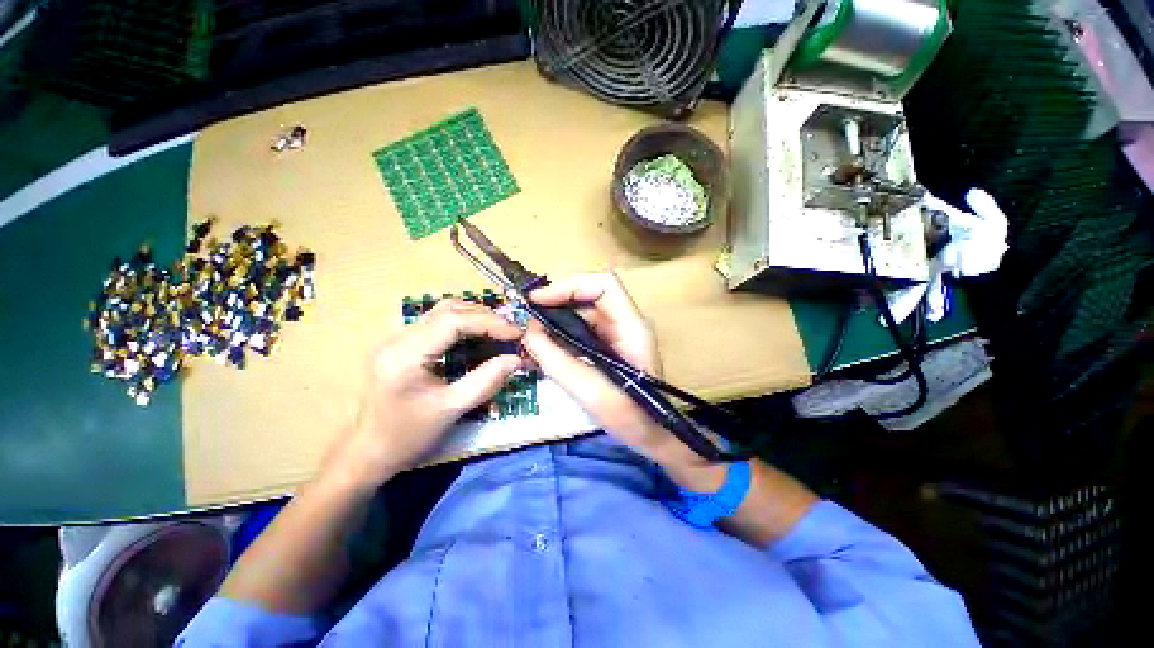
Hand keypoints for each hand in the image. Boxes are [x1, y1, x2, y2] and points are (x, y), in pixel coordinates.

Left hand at [325, 299, 523, 487]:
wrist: (369, 452)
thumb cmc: (409, 436)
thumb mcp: (452, 409)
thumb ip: (486, 381)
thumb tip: (516, 359)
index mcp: (406, 355)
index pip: (453, 321)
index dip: (489, 322)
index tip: (515, 333)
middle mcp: (399, 338)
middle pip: (448, 309)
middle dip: (485, 316)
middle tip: (512, 331)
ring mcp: (398, 338)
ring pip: (443, 311)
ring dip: (475, 316)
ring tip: (500, 330)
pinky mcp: (403, 343)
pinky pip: (438, 322)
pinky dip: (464, 323)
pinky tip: (479, 334)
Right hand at [521, 273, 721, 486]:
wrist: (651, 436)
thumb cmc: (629, 416)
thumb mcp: (589, 390)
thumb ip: (555, 360)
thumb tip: (527, 333)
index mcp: (631, 326)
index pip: (603, 285)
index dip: (569, 286)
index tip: (537, 301)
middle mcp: (625, 323)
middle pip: (587, 297)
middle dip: (554, 304)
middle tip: (526, 322)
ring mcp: (616, 334)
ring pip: (579, 314)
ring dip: (553, 322)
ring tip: (528, 338)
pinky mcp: (606, 347)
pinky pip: (578, 332)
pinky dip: (558, 337)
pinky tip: (541, 351)